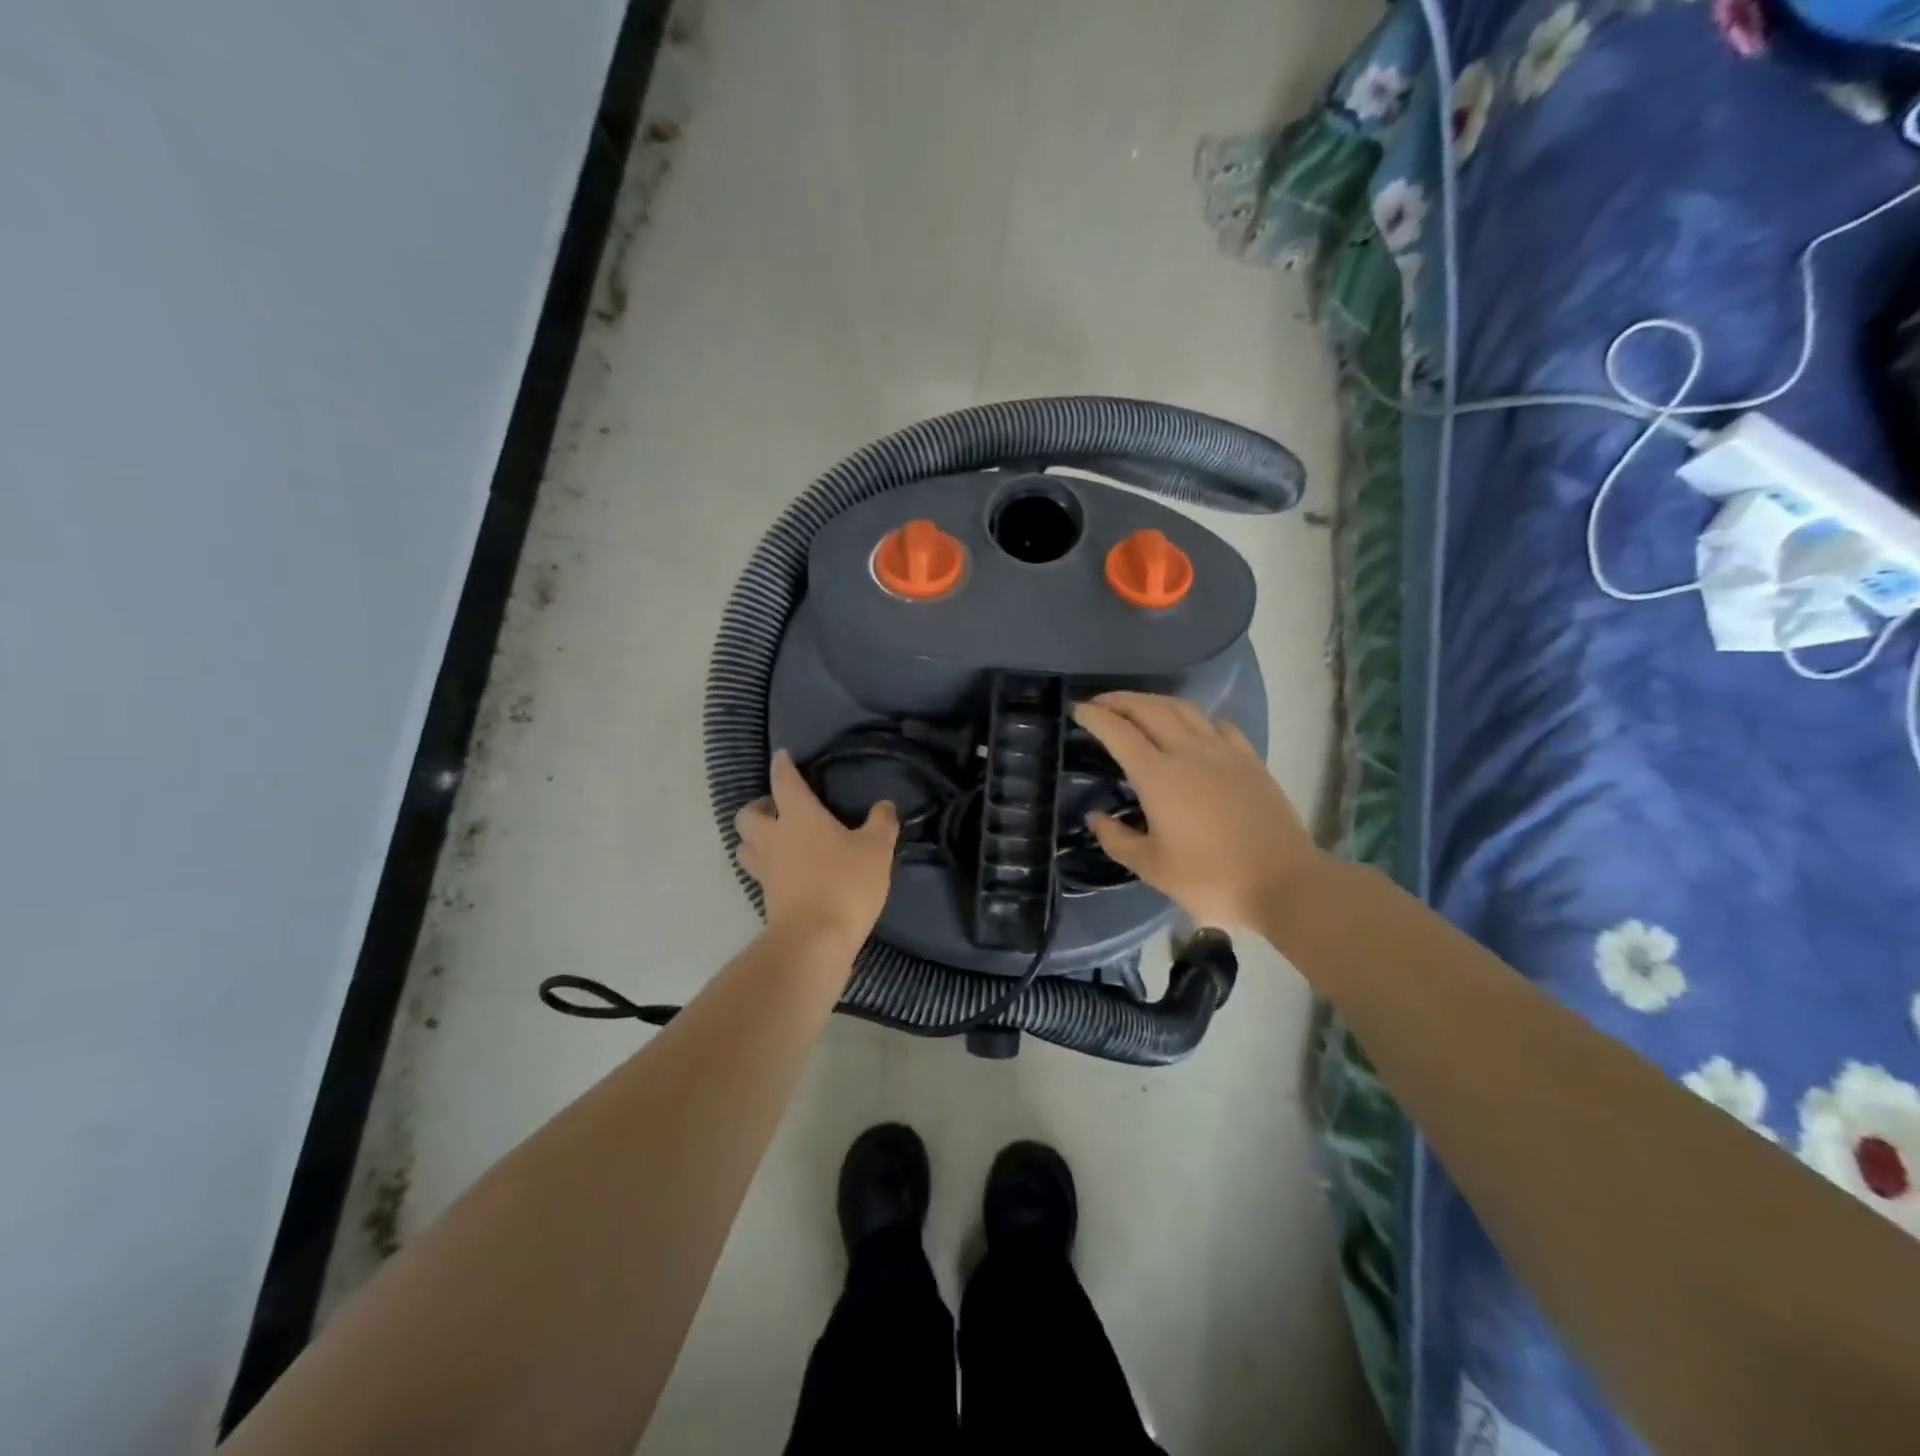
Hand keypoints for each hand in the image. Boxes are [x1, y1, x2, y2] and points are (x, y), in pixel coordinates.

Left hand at [735, 749, 898, 952]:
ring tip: (778, 839)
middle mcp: (773, 837)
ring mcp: (765, 870)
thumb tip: (884, 806)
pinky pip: (758, 872)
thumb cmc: (845, 884)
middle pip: (748, 814)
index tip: (781, 756)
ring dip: (755, 838)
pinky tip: (787, 870)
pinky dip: (768, 865)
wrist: (814, 941)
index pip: (783, 781)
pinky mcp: (766, 897)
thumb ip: (881, 824)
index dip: (782, 766)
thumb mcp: (876, 850)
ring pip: (744, 845)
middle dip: (759, 806)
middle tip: (780, 809)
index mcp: (798, 816)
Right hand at [1072, 692, 1322, 931]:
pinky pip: (1217, 724)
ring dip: (1154, 701)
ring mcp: (1223, 752)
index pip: (1118, 732)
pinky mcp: (1250, 760)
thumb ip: (1117, 839)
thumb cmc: (1210, 878)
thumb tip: (1096, 817)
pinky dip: (1195, 718)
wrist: (1283, 882)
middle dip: (1120, 700)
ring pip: (1184, 709)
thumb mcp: (1152, 867)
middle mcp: (1188, 752)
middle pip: (1149, 709)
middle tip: (1100, 703)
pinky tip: (1192, 728)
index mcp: (1158, 776)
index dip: (1095, 717)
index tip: (1077, 710)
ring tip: (1138, 707)